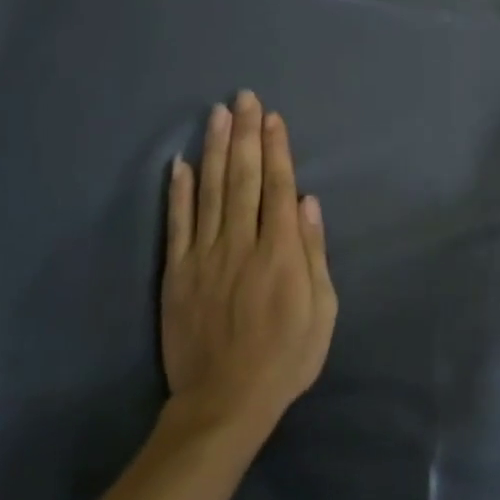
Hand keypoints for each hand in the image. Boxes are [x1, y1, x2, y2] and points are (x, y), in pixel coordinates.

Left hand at [161, 90, 337, 433]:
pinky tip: (180, 163)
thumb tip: (308, 203)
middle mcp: (241, 243)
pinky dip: (178, 191)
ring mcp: (205, 255)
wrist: (225, 402)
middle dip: (246, 134)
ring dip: (214, 149)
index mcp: (280, 253)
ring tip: (217, 113)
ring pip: (210, 190)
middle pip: (244, 178)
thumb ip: (314, 254)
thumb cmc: (285, 358)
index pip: (279, 188)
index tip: (273, 118)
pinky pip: (178, 223)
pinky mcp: (177, 272)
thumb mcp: (322, 312)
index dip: (277, 149)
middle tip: (245, 97)